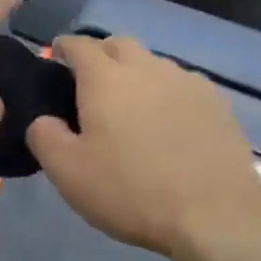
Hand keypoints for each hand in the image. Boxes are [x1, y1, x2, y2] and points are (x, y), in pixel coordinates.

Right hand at [27, 35, 260, 258]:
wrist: (215, 215)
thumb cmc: (131, 191)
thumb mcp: (68, 173)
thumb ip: (44, 136)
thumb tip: (44, 119)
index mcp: (106, 79)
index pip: (80, 45)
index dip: (65, 47)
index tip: (57, 55)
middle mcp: (147, 68)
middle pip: (120, 45)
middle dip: (102, 54)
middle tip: (91, 82)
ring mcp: (187, 83)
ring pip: (154, 64)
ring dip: (137, 74)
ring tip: (132, 106)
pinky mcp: (217, 104)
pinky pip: (182, 85)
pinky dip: (167, 94)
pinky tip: (169, 122)